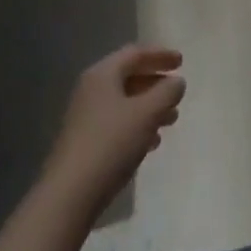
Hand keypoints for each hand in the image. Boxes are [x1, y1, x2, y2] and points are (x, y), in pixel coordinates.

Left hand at [41, 44, 184, 219]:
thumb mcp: (147, 113)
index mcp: (103, 75)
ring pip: (124, 102)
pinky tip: (151, 142)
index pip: (135, 54)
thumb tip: (176, 81)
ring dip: (149, 106)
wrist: (69, 196)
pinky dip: (137, 125)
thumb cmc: (111, 144)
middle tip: (177, 90)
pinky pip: (117, 123)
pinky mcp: (85, 143)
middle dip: (156, 83)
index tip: (182, 62)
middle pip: (129, 77)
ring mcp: (85, 118)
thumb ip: (167, 92)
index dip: (160, 55)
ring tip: (171, 119)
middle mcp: (91, 91)